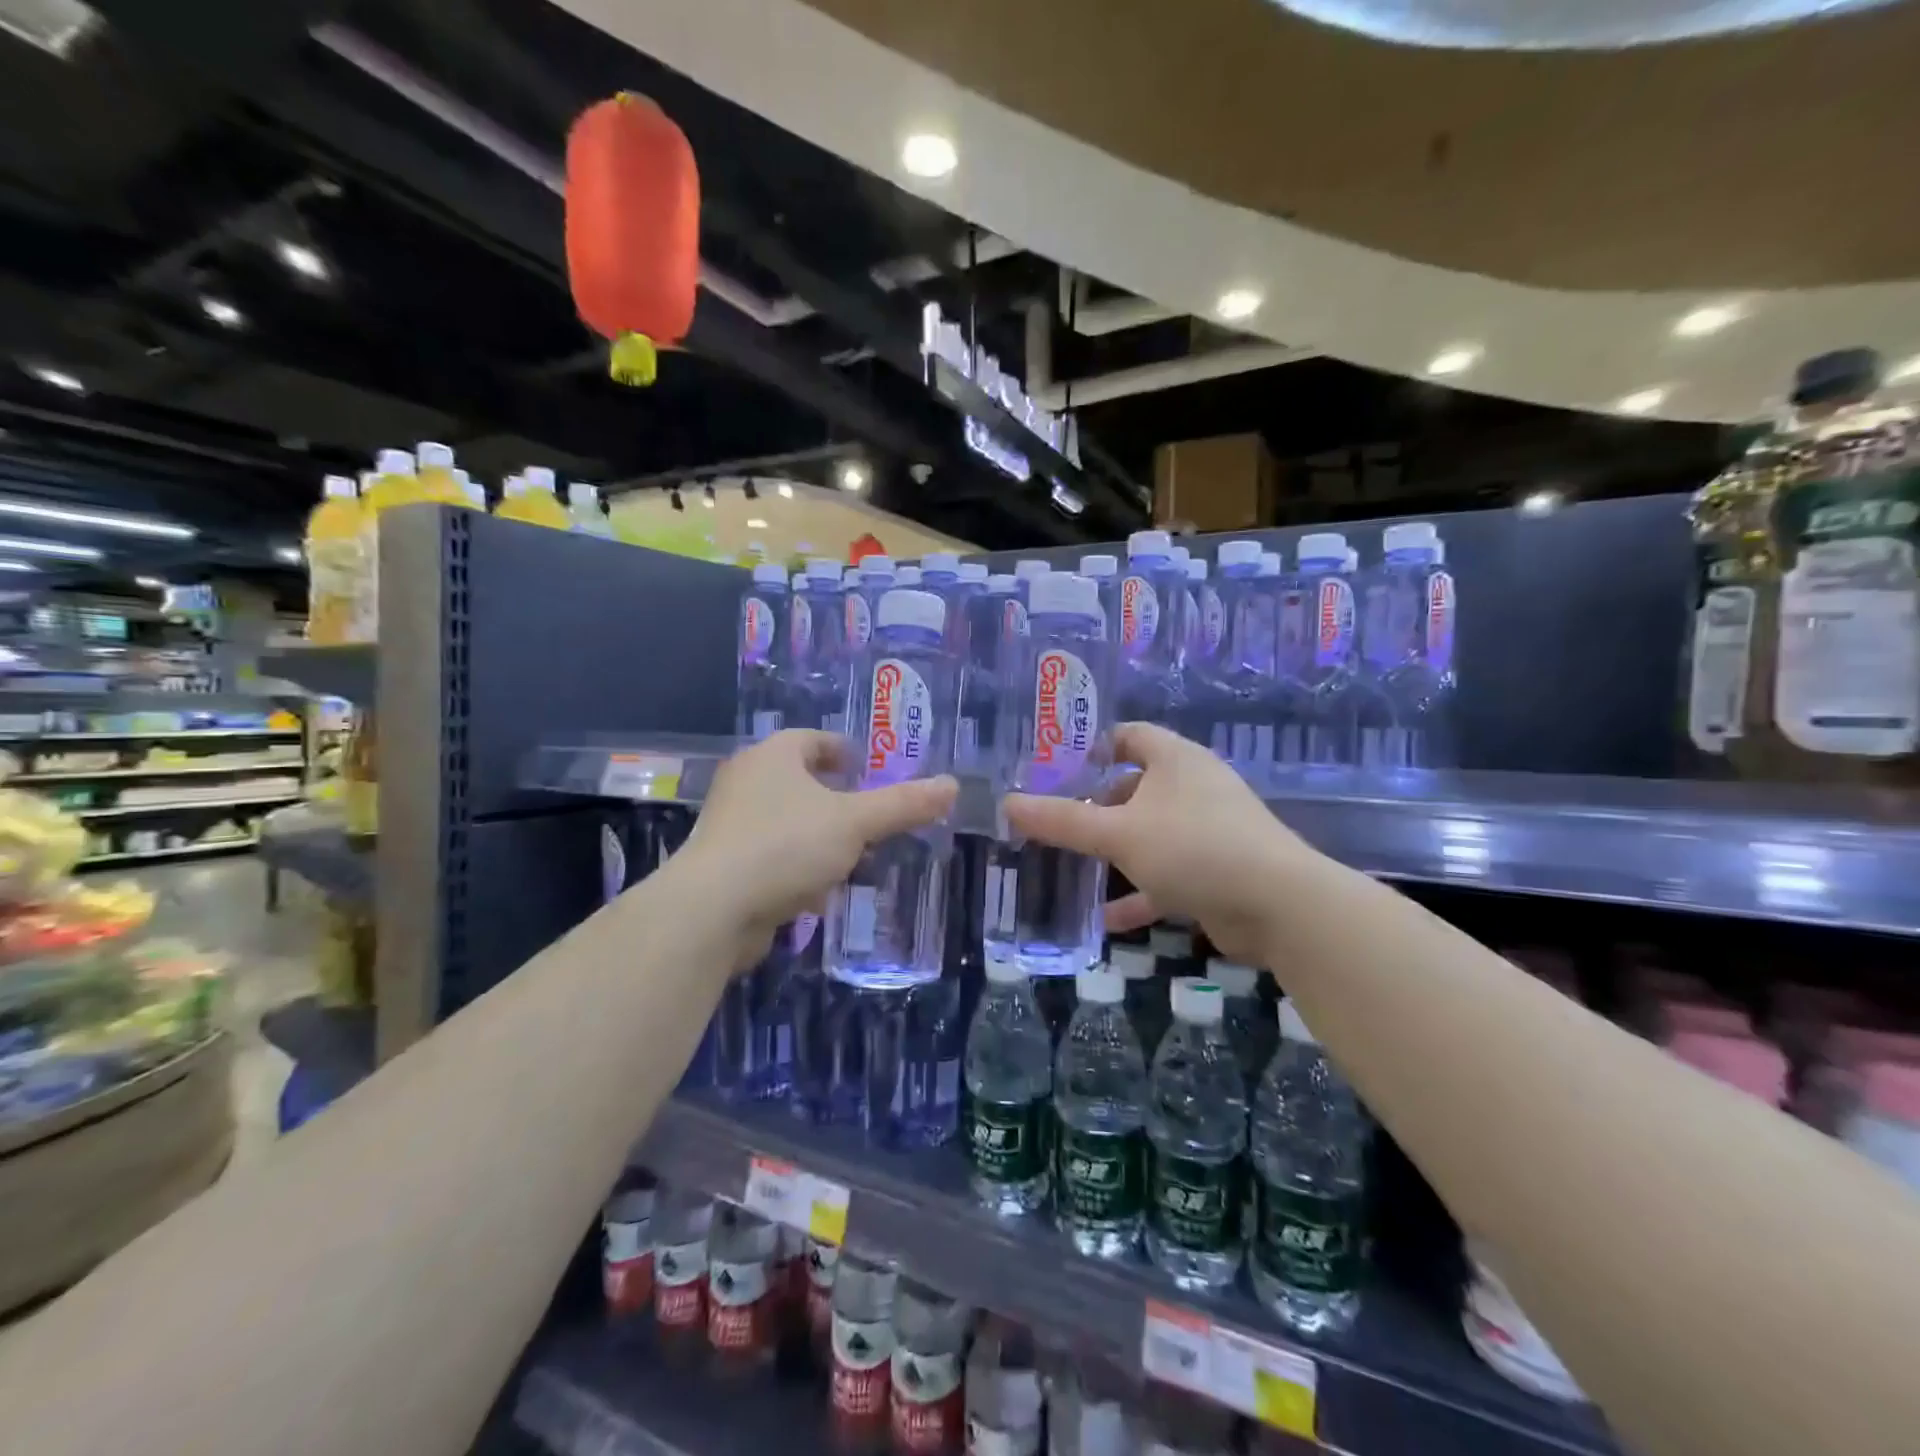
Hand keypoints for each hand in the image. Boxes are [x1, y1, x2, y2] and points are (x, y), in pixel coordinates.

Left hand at [672, 730, 956, 969]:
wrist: (713, 910)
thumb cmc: (786, 846)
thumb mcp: (855, 822)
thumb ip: (903, 804)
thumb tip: (952, 785)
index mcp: (773, 757)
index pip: (811, 739)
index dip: (841, 750)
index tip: (865, 767)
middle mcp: (746, 782)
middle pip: (798, 780)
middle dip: (834, 797)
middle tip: (869, 812)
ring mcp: (730, 825)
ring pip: (786, 821)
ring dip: (818, 835)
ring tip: (853, 853)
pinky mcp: (724, 865)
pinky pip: (771, 855)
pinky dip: (797, 865)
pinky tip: (819, 890)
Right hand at [1002, 723, 1307, 965]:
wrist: (1279, 907)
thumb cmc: (1194, 847)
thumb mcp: (1118, 832)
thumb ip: (1062, 820)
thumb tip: (1008, 803)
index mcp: (1175, 760)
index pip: (1129, 735)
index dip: (1092, 746)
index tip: (1054, 767)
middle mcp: (1192, 787)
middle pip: (1133, 787)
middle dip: (1094, 806)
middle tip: (1052, 822)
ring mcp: (1206, 831)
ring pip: (1147, 834)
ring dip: (1113, 852)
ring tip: (1069, 866)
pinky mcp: (1214, 871)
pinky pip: (1165, 874)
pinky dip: (1137, 892)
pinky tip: (1105, 917)